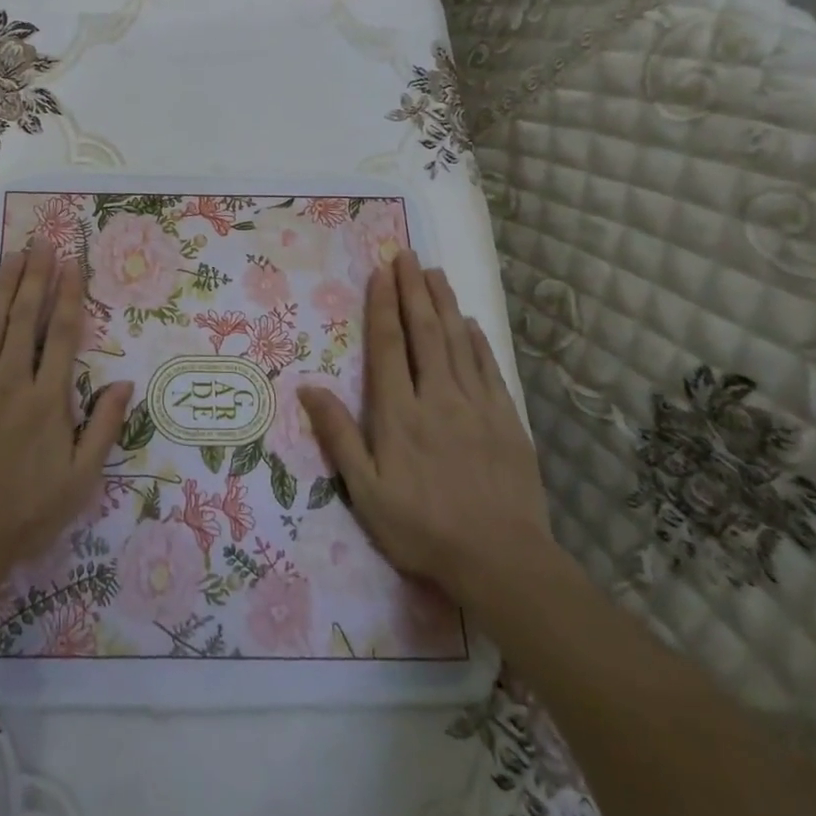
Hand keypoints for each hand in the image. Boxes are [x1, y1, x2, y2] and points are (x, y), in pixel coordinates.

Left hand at [0, 241, 131, 613]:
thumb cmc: (25, 515)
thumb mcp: (80, 481)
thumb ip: (103, 428)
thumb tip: (125, 383)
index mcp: (48, 401)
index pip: (64, 335)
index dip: (69, 295)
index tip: (72, 264)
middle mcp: (10, 383)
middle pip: (26, 318)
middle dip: (35, 276)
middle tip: (42, 242)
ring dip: (3, 287)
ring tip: (13, 255)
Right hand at [299, 250, 554, 616]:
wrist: (502, 561)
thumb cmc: (422, 529)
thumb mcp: (366, 492)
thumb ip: (338, 437)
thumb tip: (308, 388)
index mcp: (399, 414)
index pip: (389, 347)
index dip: (384, 306)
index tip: (382, 273)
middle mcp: (437, 397)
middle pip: (424, 332)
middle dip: (414, 290)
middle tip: (408, 255)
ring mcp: (477, 406)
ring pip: (457, 342)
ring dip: (444, 304)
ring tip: (435, 273)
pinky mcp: (507, 420)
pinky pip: (488, 368)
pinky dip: (476, 340)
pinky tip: (469, 323)